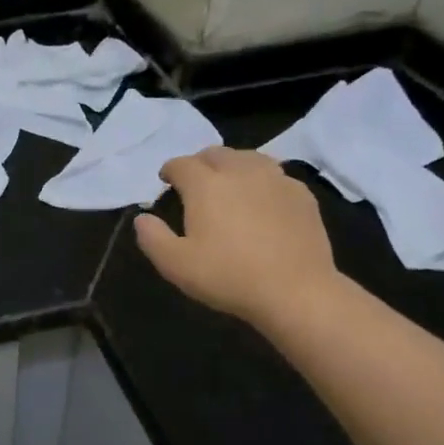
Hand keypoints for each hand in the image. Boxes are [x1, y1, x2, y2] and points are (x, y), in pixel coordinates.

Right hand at [134, 147, 338, 331]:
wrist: (295, 291)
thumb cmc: (228, 276)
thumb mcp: (175, 265)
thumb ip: (152, 237)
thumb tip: (142, 218)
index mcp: (206, 185)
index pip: (181, 164)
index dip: (169, 170)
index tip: (166, 182)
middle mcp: (240, 171)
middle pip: (215, 153)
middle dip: (200, 163)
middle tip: (195, 183)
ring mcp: (275, 179)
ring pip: (248, 157)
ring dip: (232, 165)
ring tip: (228, 185)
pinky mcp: (301, 193)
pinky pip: (275, 174)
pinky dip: (260, 180)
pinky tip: (261, 200)